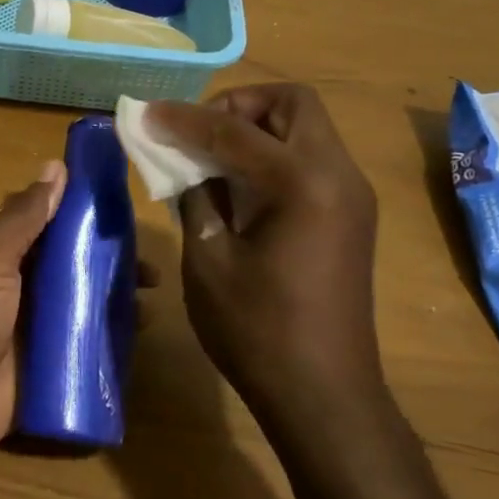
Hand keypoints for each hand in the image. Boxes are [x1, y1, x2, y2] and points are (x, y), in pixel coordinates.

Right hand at [149, 84, 383, 423]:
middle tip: (196, 130)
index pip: (236, 129)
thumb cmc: (257, 330)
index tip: (147, 115)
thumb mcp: (208, 261)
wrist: (322, 393)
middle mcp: (339, 175)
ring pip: (307, 129)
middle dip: (240, 105)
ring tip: (210, 156)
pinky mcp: (350, 216)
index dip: (185, 118)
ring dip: (257, 128)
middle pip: (294, 104)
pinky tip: (238, 186)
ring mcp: (352, 195)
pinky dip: (274, 155)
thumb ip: (196, 199)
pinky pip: (312, 160)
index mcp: (304, 183)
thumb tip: (185, 167)